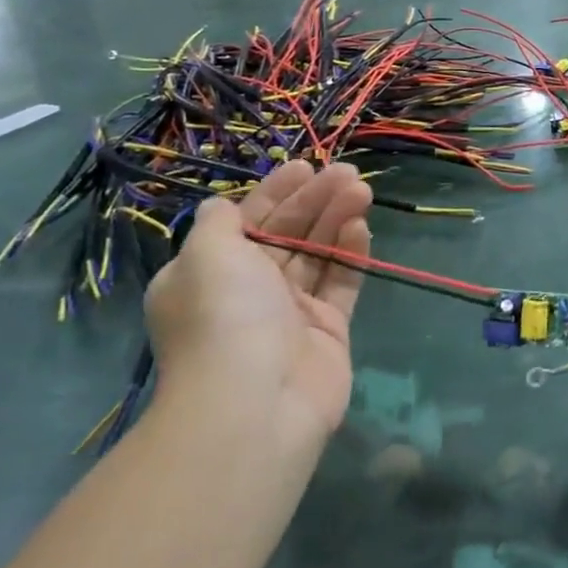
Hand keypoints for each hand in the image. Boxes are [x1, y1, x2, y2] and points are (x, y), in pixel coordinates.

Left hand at [144, 162, 371, 465]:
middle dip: (315, 200)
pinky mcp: (328, 330)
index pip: (247, 222)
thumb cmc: (225, 315)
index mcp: (210, 274)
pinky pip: (341, 283)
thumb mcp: (205, 255)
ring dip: (337, 219)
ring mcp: (291, 312)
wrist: (256, 400)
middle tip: (348, 173)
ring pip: (318, 254)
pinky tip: (361, 227)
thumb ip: (218, 224)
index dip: (275, 192)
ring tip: (362, 190)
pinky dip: (351, 254)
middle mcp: (249, 291)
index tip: (304, 166)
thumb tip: (221, 206)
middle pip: (288, 234)